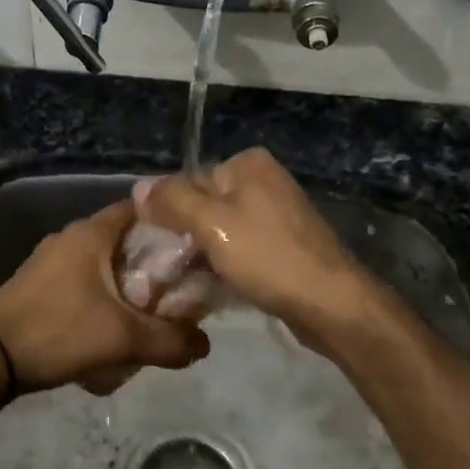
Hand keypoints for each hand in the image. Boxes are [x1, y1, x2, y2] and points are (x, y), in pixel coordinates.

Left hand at [0, 200, 209, 396]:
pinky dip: (102, 293)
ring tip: (149, 310)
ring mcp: (48, 259)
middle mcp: (69, 237)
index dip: (169, 223)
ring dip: (126, 281)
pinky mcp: (36, 282)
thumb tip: (205, 345)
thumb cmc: (60, 333)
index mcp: (91, 233)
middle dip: (151, 261)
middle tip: (177, 287)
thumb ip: (170, 341)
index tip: (194, 246)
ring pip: (102, 261)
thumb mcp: (124, 339)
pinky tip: (110, 324)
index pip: (139, 209)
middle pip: (123, 238)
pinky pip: (81, 278)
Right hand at [133, 149, 377, 354]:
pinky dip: (221, 269)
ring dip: (198, 259)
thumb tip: (138, 186)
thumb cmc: (268, 256)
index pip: (189, 182)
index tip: (154, 252)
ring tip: (177, 290)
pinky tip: (205, 293)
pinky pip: (240, 252)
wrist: (331, 303)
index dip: (168, 216)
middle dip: (182, 241)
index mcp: (248, 165)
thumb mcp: (212, 223)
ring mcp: (275, 216)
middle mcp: (263, 182)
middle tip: (161, 276)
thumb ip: (173, 201)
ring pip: (220, 234)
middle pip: (204, 208)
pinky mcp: (281, 248)